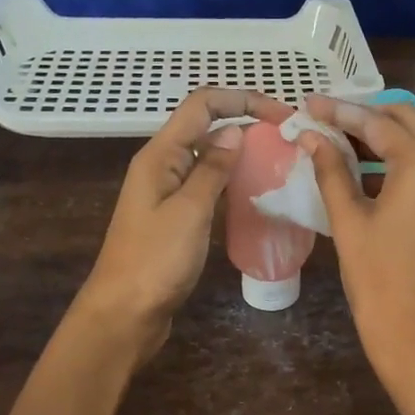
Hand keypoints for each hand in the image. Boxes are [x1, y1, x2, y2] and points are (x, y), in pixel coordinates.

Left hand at [77, 87, 292, 364]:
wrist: (125, 314)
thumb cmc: (154, 261)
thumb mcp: (189, 211)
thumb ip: (212, 169)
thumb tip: (236, 132)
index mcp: (160, 155)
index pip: (202, 105)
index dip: (242, 100)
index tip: (282, 115)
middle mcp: (162, 166)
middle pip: (206, 127)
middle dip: (246, 123)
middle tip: (289, 139)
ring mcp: (168, 192)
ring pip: (208, 157)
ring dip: (241, 153)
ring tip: (280, 161)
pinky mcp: (176, 217)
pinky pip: (207, 186)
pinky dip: (231, 181)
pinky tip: (256, 192)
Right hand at [298, 96, 414, 414]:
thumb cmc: (378, 282)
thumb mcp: (349, 222)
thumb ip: (331, 171)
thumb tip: (310, 137)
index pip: (377, 123)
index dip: (340, 111)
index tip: (309, 103)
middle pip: (406, 120)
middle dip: (365, 115)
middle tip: (325, 118)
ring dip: (384, 134)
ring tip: (340, 138)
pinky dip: (401, 158)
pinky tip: (368, 165)